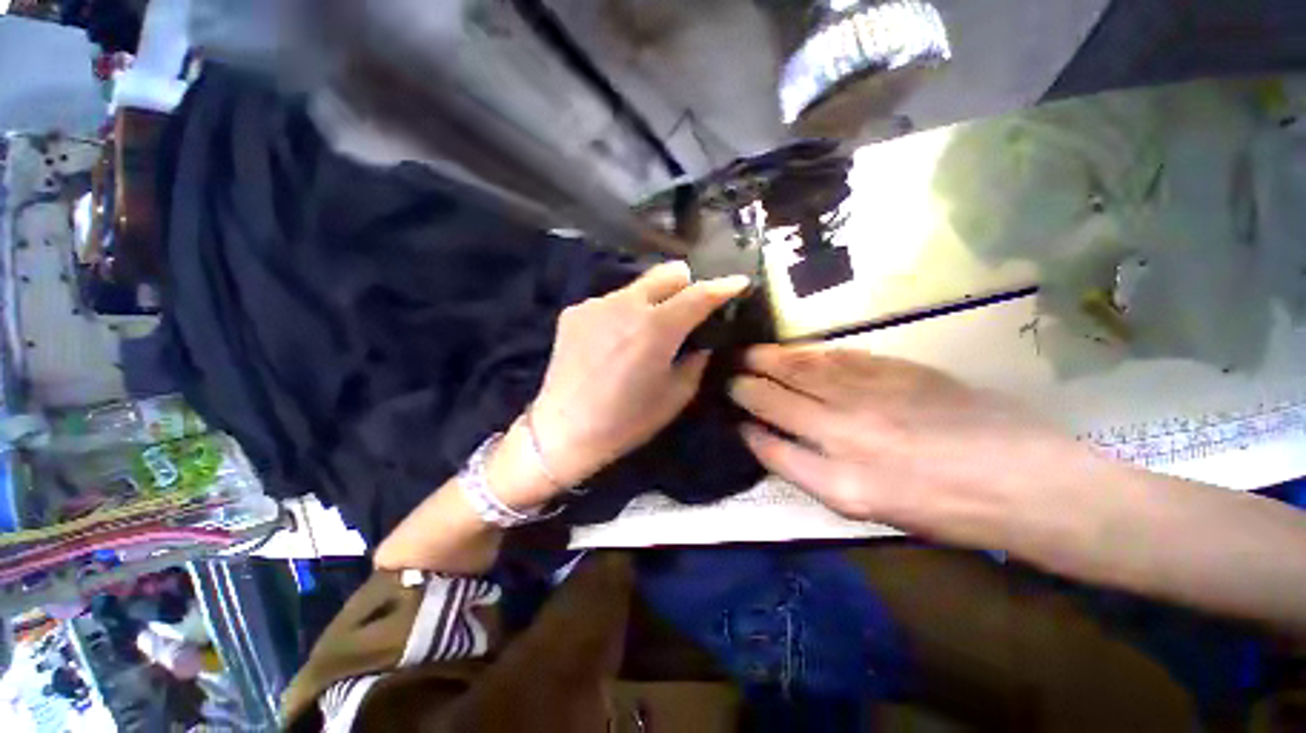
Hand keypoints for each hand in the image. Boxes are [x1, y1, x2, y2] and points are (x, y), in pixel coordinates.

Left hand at [525, 262, 748, 495]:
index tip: (739, 282)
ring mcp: (596, 304)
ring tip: (645, 332)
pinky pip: (611, 302)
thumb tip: (701, 342)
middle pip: (668, 274)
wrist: (563, 431)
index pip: (699, 295)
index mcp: (656, 328)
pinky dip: (623, 314)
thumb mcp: (675, 396)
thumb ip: (696, 361)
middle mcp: (626, 304)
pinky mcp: (574, 311)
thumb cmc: (626, 422)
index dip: (724, 286)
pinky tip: (614, 341)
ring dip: (651, 302)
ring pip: (638, 288)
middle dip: (686, 285)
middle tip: (688, 310)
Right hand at [730, 345, 1117, 550]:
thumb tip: (770, 438)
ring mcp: (867, 396)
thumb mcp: (866, 509)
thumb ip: (809, 472)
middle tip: (723, 371)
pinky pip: (834, 356)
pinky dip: (805, 351)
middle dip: (741, 384)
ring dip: (764, 359)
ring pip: (797, 369)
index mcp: (839, 483)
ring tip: (744, 353)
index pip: (769, 447)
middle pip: (773, 399)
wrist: (1020, 479)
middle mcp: (844, 435)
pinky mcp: (892, 369)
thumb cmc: (941, 508)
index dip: (744, 428)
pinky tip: (791, 349)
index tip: (731, 416)